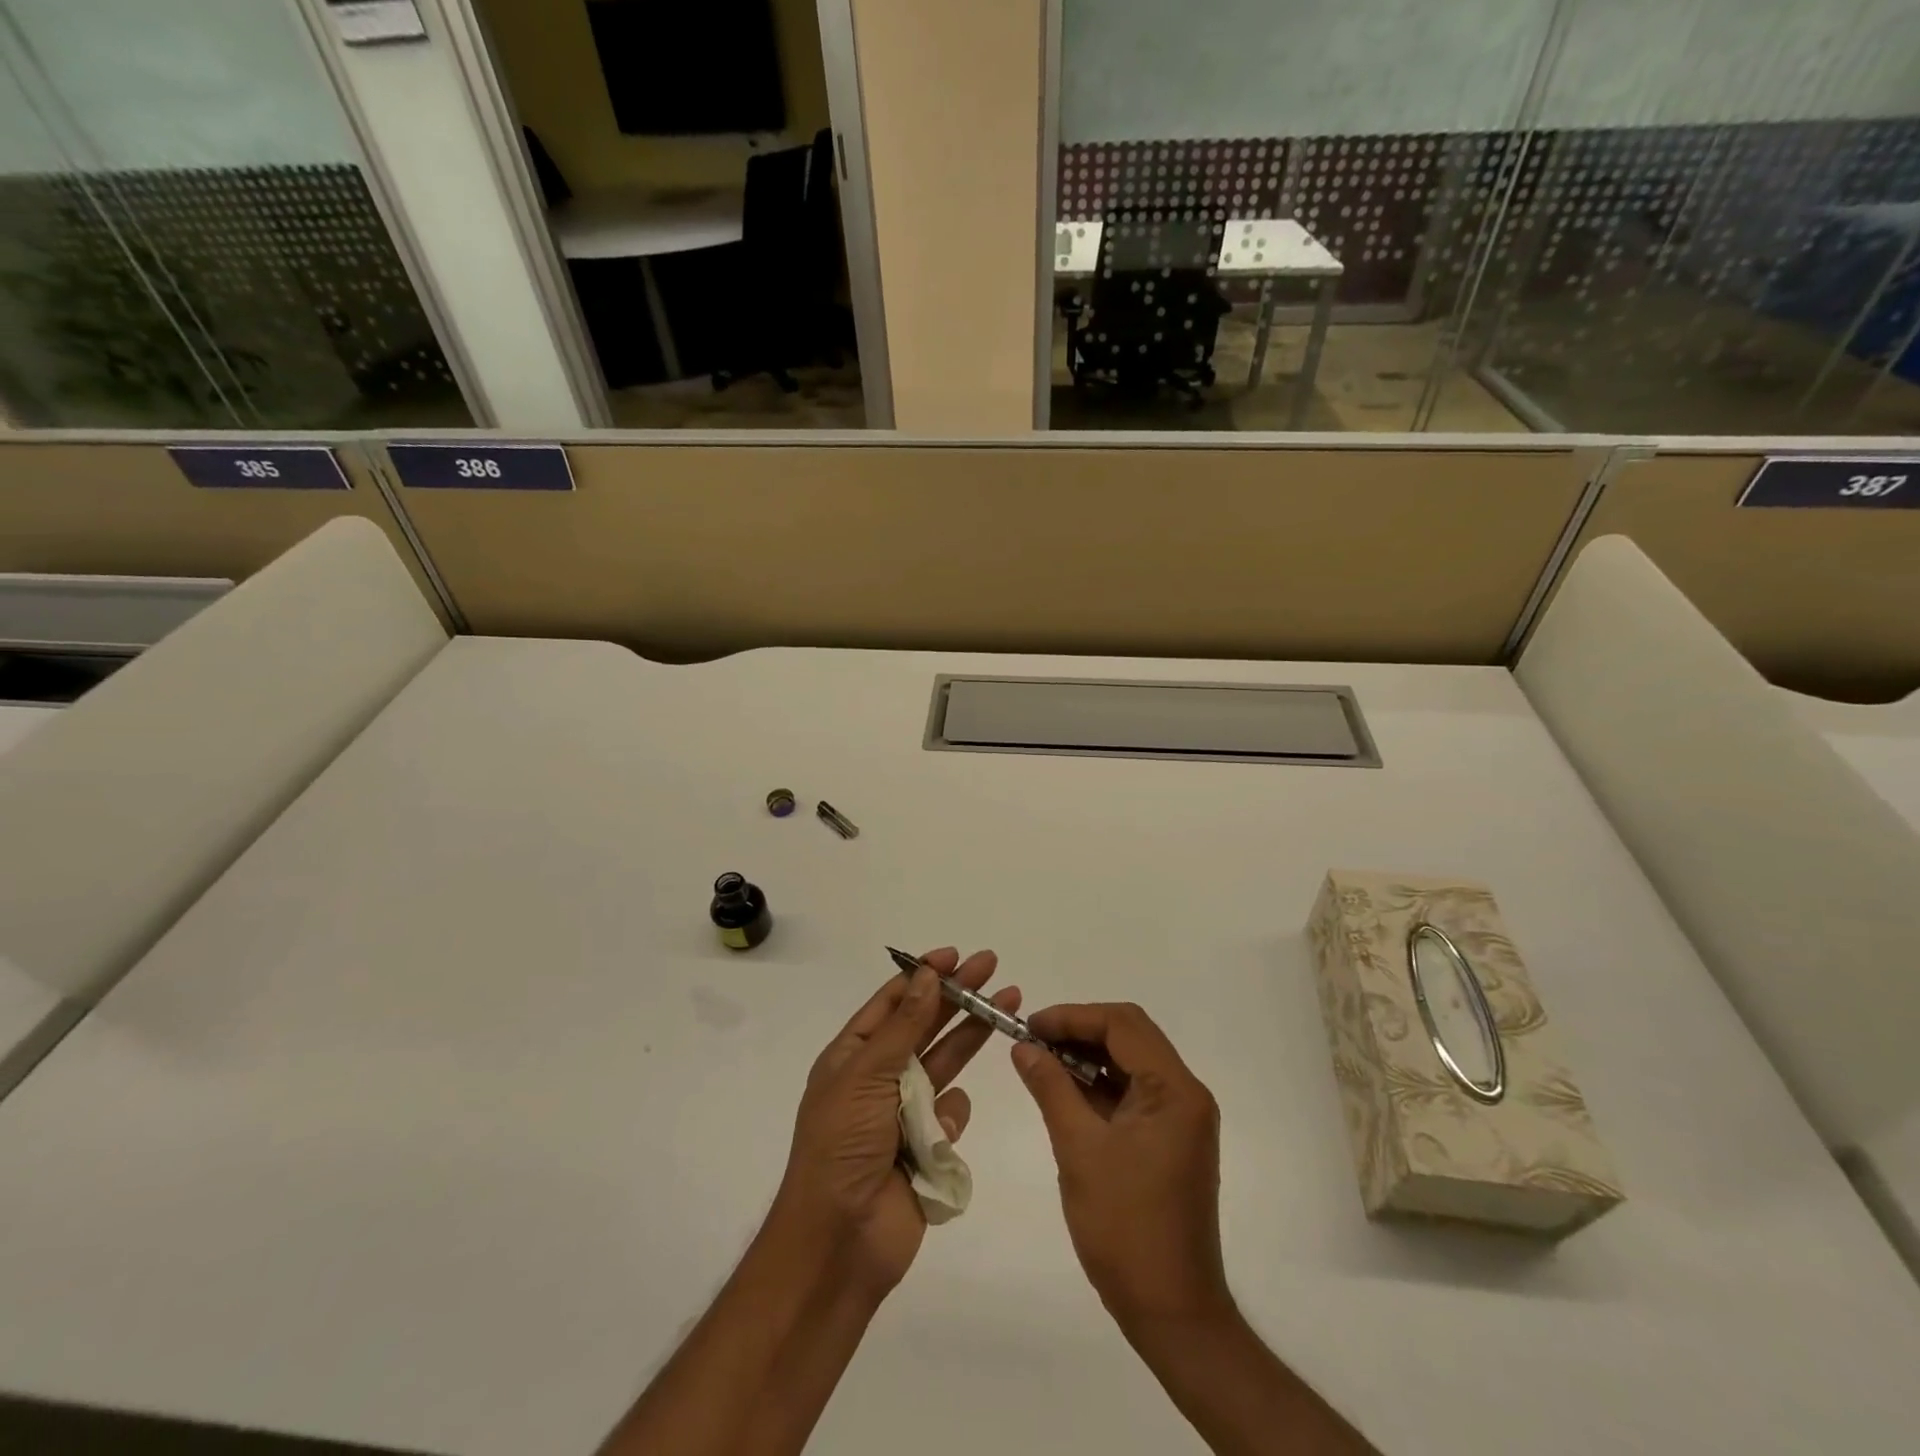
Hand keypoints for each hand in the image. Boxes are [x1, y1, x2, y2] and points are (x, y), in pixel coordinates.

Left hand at [777, 948, 1017, 1297]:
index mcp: (853, 1056)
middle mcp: (879, 1077)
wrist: (840, 1241)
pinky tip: (940, 1134)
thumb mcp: (866, 1075)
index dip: (921, 975)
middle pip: (925, 1024)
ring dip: (971, 1036)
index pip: (891, 1002)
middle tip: (992, 966)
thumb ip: (903, 1026)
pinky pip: (952, 1115)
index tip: (953, 955)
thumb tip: (925, 975)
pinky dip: (952, 1117)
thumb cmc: (842, 1146)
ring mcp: (904, 1112)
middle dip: (958, 995)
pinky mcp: (928, 1146)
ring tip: (1007, 1006)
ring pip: (946, 1062)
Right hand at [1011, 1002, 1230, 1331]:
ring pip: (1131, 1062)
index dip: (1073, 1016)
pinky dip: (1100, 1085)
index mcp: (1174, 1090)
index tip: (1030, 1026)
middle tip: (1033, 1041)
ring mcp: (1182, 1118)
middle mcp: (1186, 1094)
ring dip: (1088, 1056)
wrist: (1172, 1311)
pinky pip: (1134, 1092)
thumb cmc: (1125, 1228)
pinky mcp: (1172, 1139)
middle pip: (1130, 1036)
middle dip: (1079, 1031)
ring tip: (1041, 1062)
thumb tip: (1023, 1046)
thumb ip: (1051, 1088)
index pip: (1122, 1024)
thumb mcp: (1078, 1150)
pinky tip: (1066, 1092)